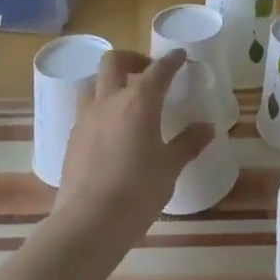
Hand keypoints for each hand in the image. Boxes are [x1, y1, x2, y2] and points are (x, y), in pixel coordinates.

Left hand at [51, 49, 213, 252]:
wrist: (88, 223)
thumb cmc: (138, 191)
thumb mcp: (170, 167)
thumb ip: (188, 143)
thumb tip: (207, 127)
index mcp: (139, 102)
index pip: (158, 69)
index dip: (171, 60)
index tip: (180, 56)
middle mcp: (109, 101)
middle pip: (114, 61)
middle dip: (133, 59)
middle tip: (148, 73)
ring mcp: (86, 119)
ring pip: (94, 83)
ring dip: (110, 83)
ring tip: (127, 101)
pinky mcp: (72, 139)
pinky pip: (86, 111)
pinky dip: (101, 110)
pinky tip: (112, 132)